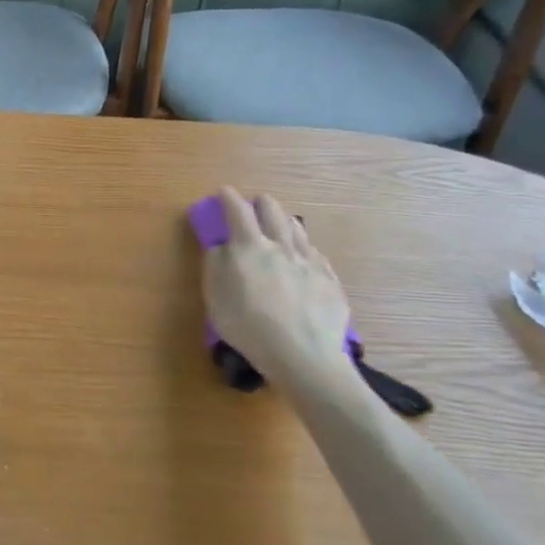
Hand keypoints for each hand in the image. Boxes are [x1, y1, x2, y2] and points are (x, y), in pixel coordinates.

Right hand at [200, 187, 353, 386]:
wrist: (302, 353)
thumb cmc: (248, 325)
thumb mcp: (215, 297)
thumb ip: (215, 266)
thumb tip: (220, 247)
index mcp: (248, 247)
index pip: (237, 212)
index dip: (229, 199)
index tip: (224, 192)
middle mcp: (281, 246)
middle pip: (273, 212)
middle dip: (261, 204)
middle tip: (255, 205)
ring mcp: (309, 261)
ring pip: (298, 229)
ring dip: (285, 220)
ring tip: (281, 222)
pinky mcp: (329, 279)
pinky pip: (315, 253)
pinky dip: (304, 247)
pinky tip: (304, 255)